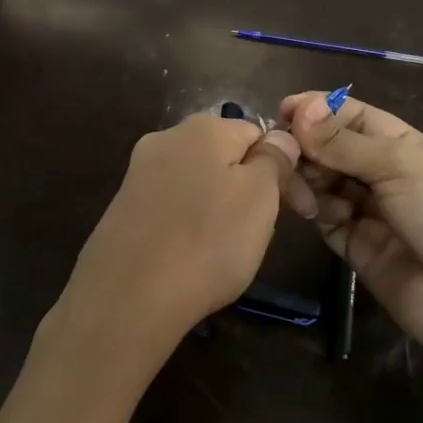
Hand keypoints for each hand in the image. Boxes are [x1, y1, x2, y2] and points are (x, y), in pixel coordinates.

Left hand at [57, 112, 300, 362]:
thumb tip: (279, 137)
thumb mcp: (260, 196)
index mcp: (204, 126)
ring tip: (226, 249)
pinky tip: (190, 254)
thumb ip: (274, 159)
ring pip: (198, 181)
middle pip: (225, 155)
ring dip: (220, 205)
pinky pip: (171, 205)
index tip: (299, 210)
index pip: (259, 133)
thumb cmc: (208, 242)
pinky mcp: (123, 206)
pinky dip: (188, 223)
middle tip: (262, 232)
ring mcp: (139, 172)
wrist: (128, 296)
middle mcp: (167, 138)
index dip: (283, 169)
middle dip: (250, 186)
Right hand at [280, 91, 422, 353]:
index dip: (320, 110)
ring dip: (307, 177)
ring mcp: (369, 211)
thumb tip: (301, 109)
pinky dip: (315, 209)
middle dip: (308, 146)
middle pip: (333, 149)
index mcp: (405, 146)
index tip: (282, 110)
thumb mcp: (400, 166)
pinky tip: (313, 210)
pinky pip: (324, 217)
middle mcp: (385, 174)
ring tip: (297, 185)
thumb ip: (344, 142)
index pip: (354, 117)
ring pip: (324, 182)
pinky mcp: (354, 245)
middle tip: (282, 151)